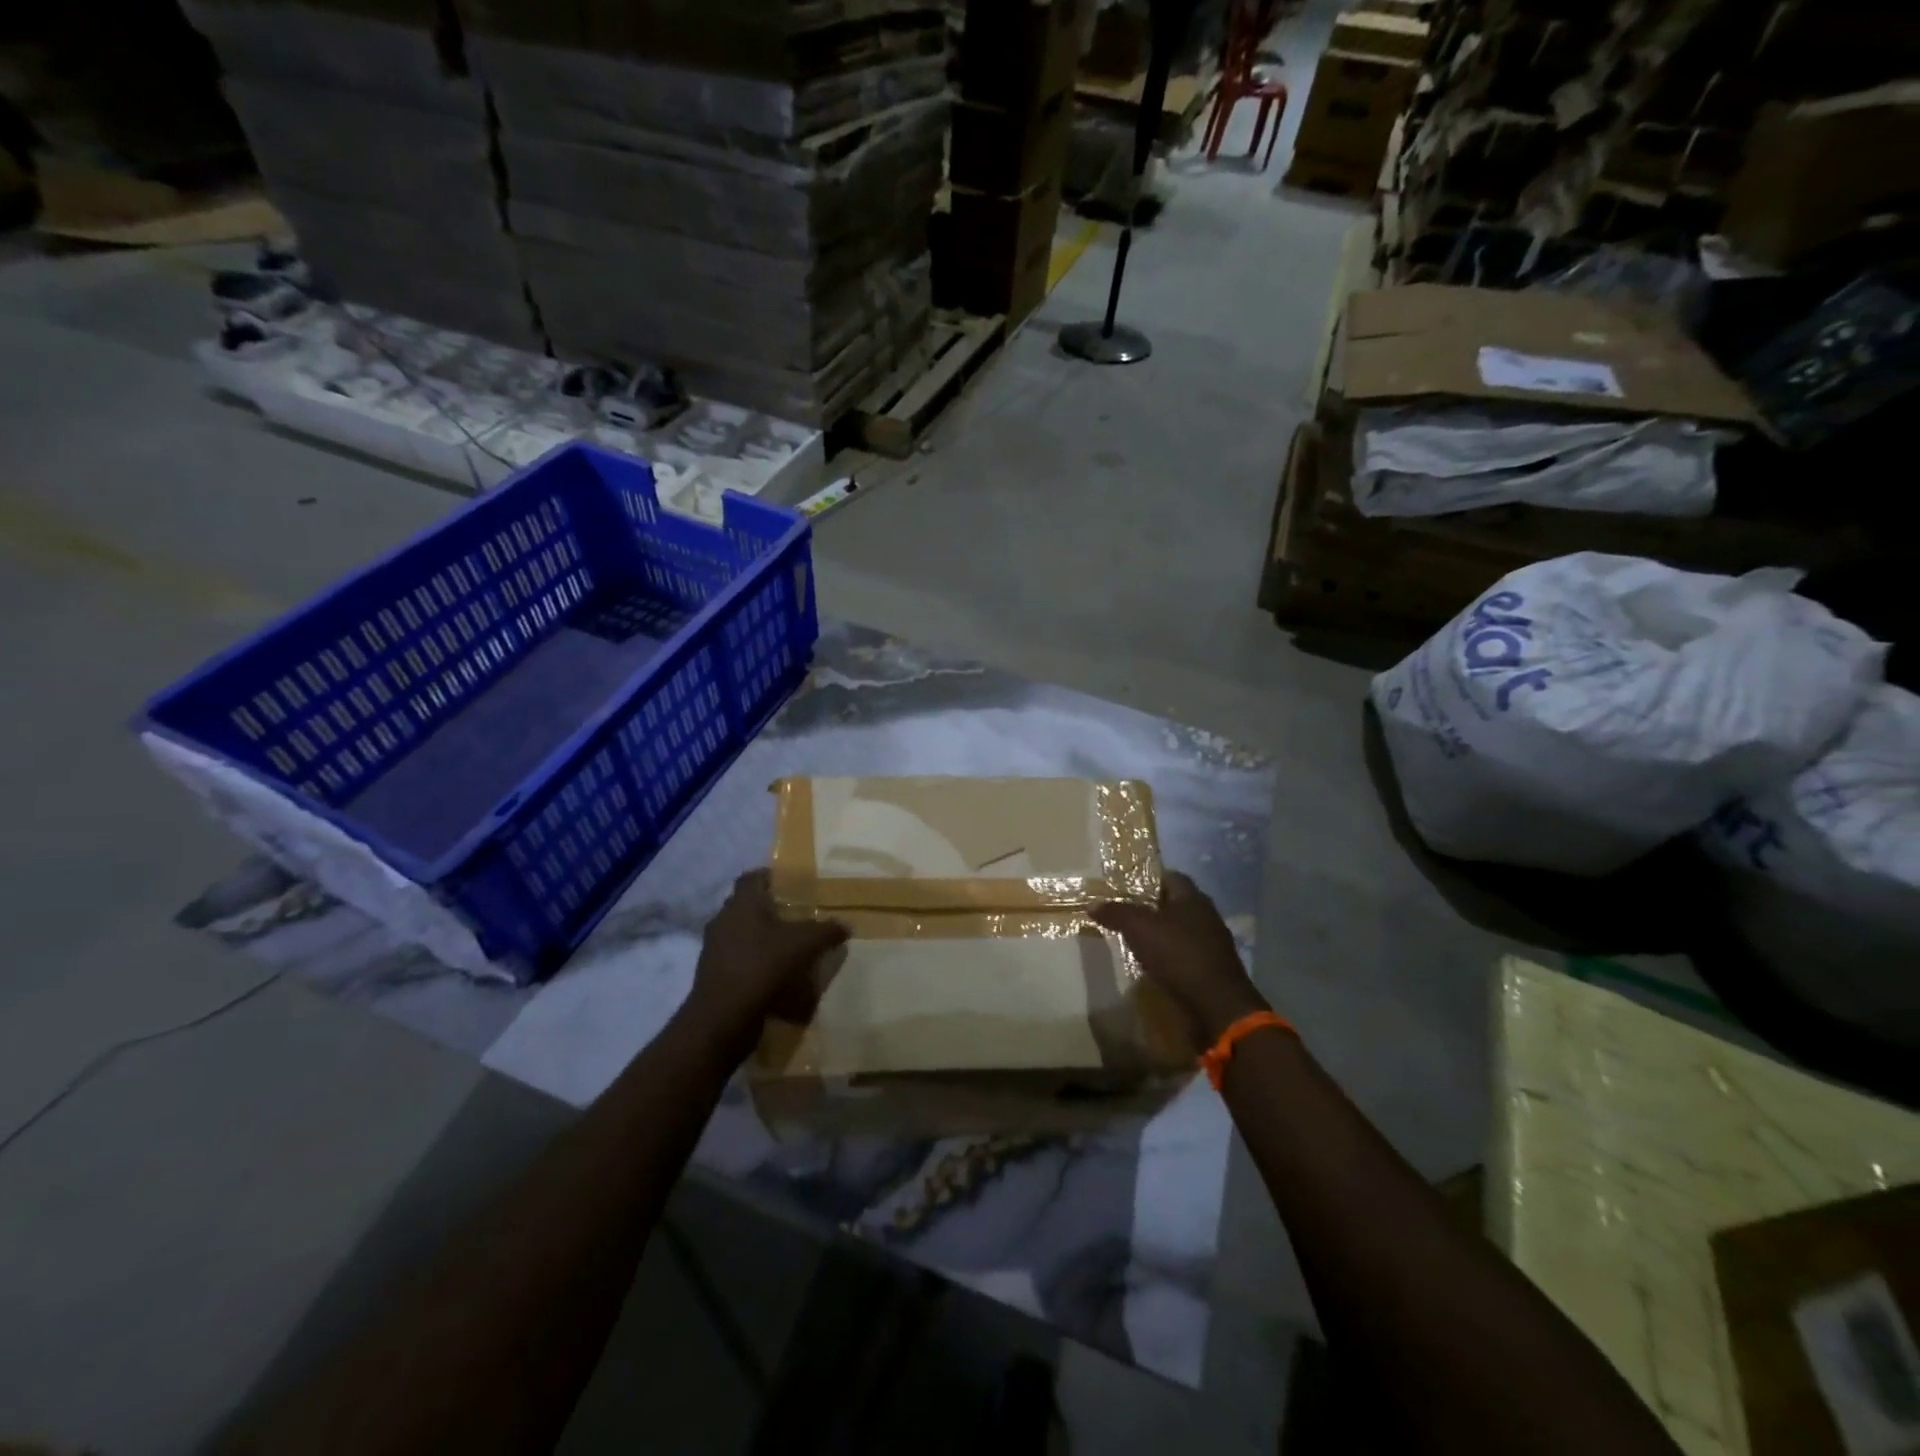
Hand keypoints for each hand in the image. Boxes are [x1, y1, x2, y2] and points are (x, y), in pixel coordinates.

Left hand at [683, 870, 846, 1055]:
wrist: (723, 1016)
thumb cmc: (763, 966)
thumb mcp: (804, 945)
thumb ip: (826, 931)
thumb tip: (846, 925)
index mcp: (742, 903)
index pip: (752, 877)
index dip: (770, 876)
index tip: (790, 884)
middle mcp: (723, 919)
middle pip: (746, 905)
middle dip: (768, 909)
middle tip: (794, 915)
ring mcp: (714, 948)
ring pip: (740, 933)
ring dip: (760, 937)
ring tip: (786, 947)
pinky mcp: (712, 974)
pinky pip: (736, 958)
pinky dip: (753, 961)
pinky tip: (773, 974)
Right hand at [1092, 871, 1268, 1044]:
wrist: (1216, 1004)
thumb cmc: (1178, 954)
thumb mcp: (1139, 928)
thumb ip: (1116, 912)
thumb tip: (1092, 903)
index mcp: (1193, 898)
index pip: (1171, 877)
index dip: (1148, 880)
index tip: (1126, 889)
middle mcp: (1207, 916)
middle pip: (1176, 905)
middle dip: (1152, 909)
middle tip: (1126, 916)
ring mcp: (1214, 944)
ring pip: (1182, 931)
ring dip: (1162, 936)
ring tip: (1136, 942)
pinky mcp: (1214, 969)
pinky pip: (1187, 955)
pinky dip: (1171, 958)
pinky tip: (1155, 966)